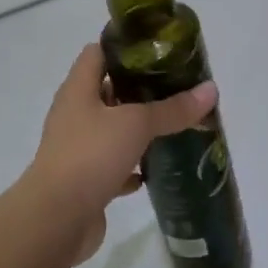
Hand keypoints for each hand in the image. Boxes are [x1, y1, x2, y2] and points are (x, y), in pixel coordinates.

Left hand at [19, 44, 218, 266]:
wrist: (56, 220)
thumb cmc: (91, 156)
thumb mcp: (137, 124)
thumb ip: (173, 108)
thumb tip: (211, 89)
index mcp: (78, 90)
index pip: (98, 52)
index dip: (125, 46)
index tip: (160, 48)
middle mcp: (75, 114)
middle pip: (108, 90)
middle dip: (141, 88)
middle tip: (178, 86)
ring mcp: (78, 149)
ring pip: (113, 129)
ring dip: (139, 128)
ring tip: (175, 123)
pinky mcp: (86, 180)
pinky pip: (114, 165)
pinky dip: (133, 166)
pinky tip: (156, 168)